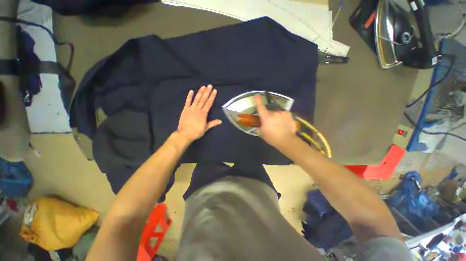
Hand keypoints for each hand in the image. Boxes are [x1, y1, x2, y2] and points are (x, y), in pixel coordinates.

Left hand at [176, 85, 221, 142]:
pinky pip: (187, 102)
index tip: (214, 91)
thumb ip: (213, 123)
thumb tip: (220, 121)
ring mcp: (191, 108)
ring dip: (200, 92)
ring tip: (203, 86)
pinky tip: (191, 91)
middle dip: (207, 92)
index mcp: (204, 113)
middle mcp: (198, 109)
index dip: (212, 97)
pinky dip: (189, 96)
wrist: (185, 133)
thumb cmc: (197, 131)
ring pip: (196, 99)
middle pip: (203, 99)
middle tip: (209, 85)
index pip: (209, 103)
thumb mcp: (206, 128)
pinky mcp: (185, 110)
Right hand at [255, 94, 297, 148]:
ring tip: (278, 125)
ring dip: (276, 117)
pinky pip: (283, 115)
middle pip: (269, 111)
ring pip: (277, 113)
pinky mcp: (289, 115)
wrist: (287, 141)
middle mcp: (274, 113)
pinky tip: (284, 124)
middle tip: (270, 123)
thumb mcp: (262, 134)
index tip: (256, 95)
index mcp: (266, 117)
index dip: (258, 100)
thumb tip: (256, 127)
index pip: (260, 107)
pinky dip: (282, 118)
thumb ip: (258, 129)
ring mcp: (283, 113)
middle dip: (268, 116)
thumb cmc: (272, 138)